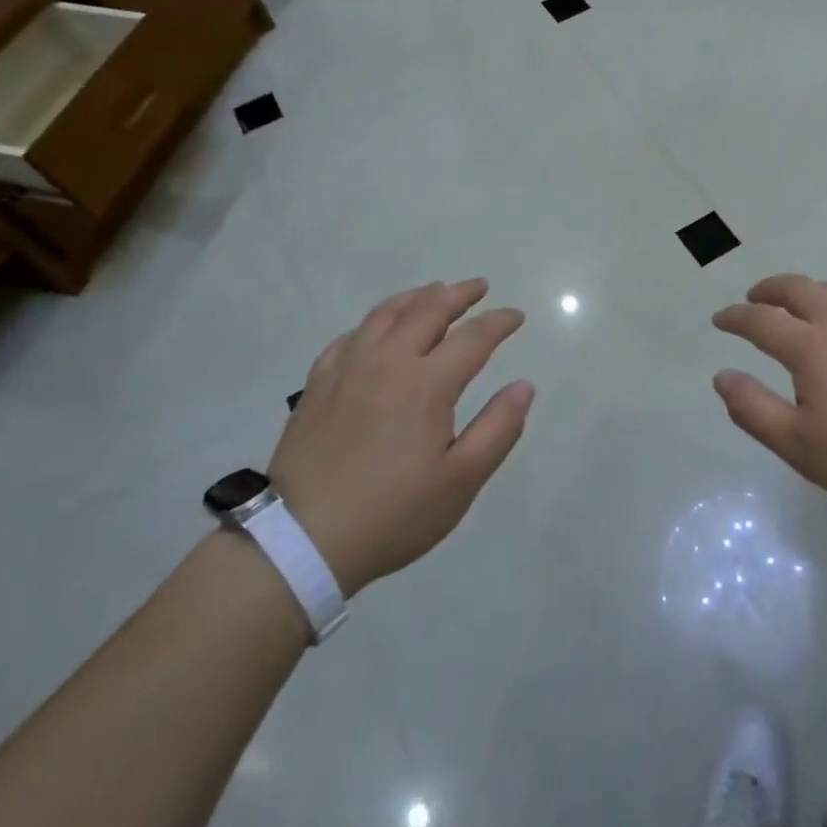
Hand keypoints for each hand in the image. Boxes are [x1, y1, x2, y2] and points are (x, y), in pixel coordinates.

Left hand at [271, 278, 532, 596]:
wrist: (302, 539)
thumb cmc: (393, 513)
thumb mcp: (460, 481)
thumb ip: (498, 428)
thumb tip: (524, 386)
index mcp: (427, 383)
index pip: (473, 337)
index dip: (499, 322)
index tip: (516, 316)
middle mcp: (388, 362)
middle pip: (428, 310)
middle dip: (459, 294)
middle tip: (479, 287)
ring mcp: (348, 368)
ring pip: (385, 314)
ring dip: (417, 297)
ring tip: (434, 292)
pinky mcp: (318, 383)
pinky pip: (350, 336)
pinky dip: (374, 323)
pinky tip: (377, 330)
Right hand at [712, 274, 826, 521]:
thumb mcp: (799, 446)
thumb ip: (753, 409)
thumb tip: (722, 376)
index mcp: (810, 347)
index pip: (760, 320)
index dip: (734, 317)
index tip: (719, 320)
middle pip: (796, 287)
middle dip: (767, 289)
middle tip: (753, 298)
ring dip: (805, 291)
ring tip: (796, 305)